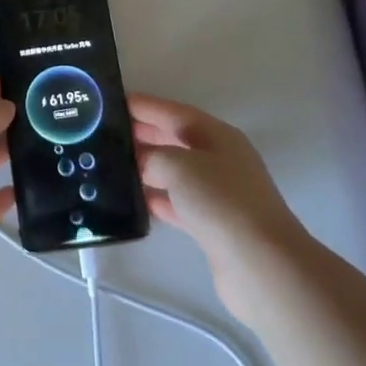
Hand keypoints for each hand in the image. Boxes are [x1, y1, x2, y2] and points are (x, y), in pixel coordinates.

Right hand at [132, 93, 305, 325]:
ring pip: (176, 172)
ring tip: (112, 165)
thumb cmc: (220, 201)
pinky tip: (134, 201)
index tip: (112, 101)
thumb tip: (140, 162)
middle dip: (143, 134)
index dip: (144, 106)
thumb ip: (152, 157)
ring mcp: (219, 193)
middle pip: (175, 139)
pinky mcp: (214, 225)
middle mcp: (220, 159)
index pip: (174, 112)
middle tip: (105, 133)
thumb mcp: (178, 166)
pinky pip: (179, 203)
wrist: (260, 264)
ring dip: (147, 168)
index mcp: (217, 135)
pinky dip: (158, 199)